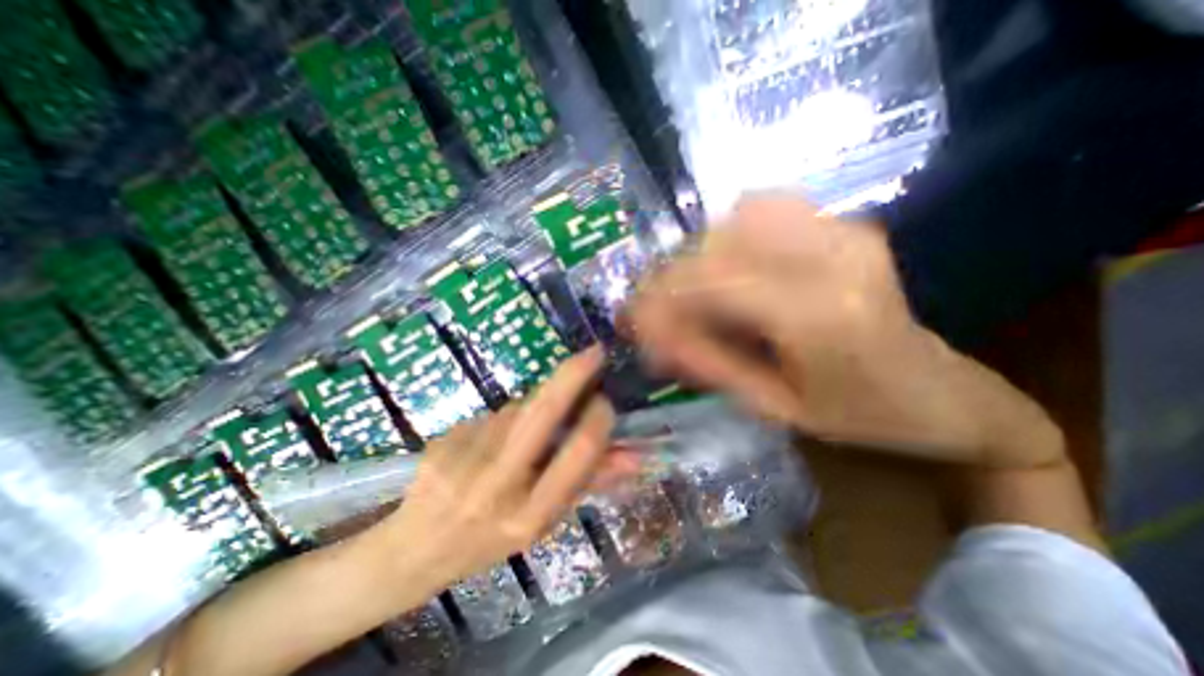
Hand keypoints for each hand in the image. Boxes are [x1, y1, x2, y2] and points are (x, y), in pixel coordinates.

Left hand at [374, 350, 619, 592]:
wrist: (413, 554)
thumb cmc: (489, 541)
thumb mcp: (544, 521)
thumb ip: (589, 483)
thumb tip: (634, 455)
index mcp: (530, 515)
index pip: (578, 454)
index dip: (598, 421)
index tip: (604, 401)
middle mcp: (496, 487)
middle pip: (542, 412)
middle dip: (573, 375)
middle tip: (594, 352)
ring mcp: (463, 461)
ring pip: (516, 408)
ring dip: (532, 407)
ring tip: (521, 434)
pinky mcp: (443, 442)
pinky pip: (490, 415)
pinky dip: (502, 419)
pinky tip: (488, 443)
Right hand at [632, 198, 1061, 467]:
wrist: (941, 393)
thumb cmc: (857, 415)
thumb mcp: (773, 406)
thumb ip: (708, 363)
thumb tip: (651, 336)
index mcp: (819, 314)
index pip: (710, 282)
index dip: (659, 297)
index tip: (632, 320)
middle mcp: (831, 256)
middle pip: (717, 244)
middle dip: (670, 278)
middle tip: (654, 314)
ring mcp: (843, 229)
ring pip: (736, 217)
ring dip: (699, 256)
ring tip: (690, 295)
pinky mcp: (845, 223)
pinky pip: (767, 206)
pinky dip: (730, 233)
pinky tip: (728, 268)